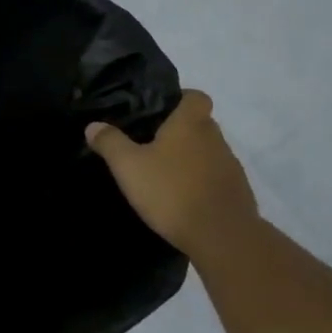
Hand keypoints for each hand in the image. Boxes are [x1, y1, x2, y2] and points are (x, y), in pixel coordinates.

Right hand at [86, 89, 259, 258]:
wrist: (222, 237)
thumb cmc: (172, 191)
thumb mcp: (129, 167)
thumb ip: (110, 143)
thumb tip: (93, 125)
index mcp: (191, 123)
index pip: (195, 96)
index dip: (180, 99)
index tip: (160, 112)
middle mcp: (216, 137)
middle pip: (200, 124)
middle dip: (180, 133)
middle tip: (153, 147)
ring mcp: (231, 166)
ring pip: (209, 153)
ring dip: (192, 160)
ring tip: (166, 177)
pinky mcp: (238, 193)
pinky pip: (217, 179)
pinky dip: (203, 184)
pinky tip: (184, 201)